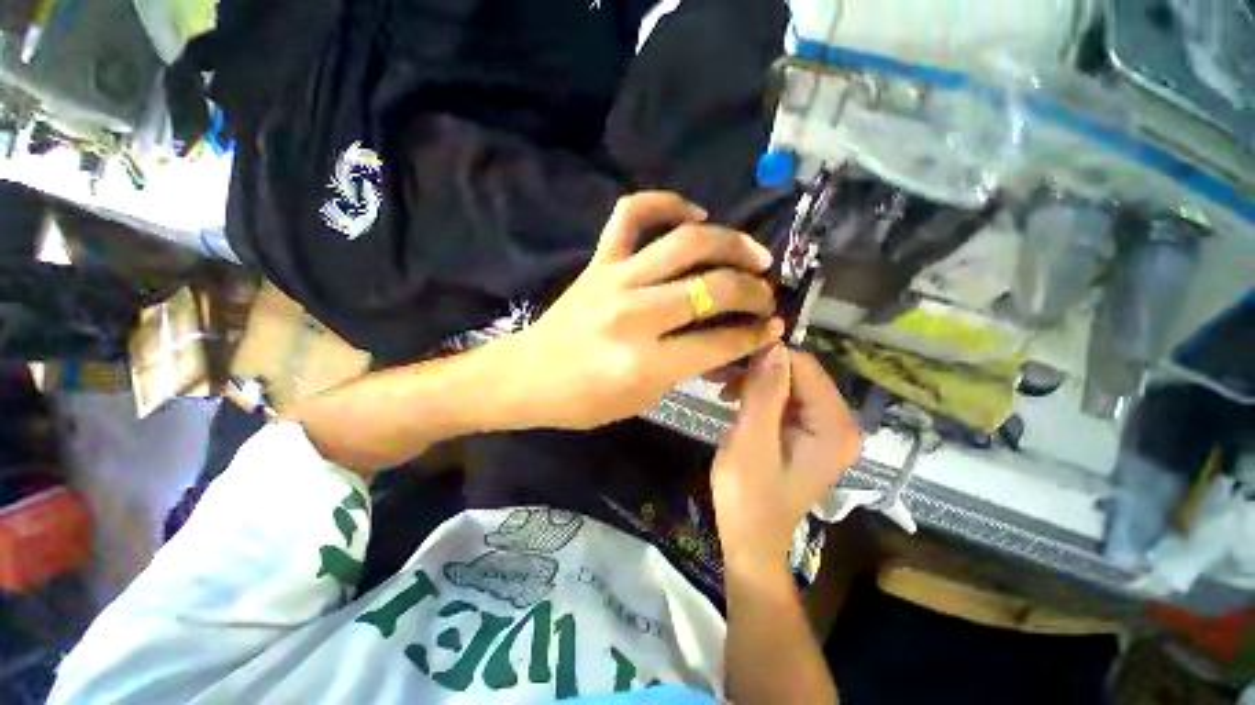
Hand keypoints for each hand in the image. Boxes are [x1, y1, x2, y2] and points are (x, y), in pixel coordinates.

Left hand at [508, 191, 782, 429]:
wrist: (527, 376)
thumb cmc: (584, 401)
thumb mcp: (644, 399)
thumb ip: (689, 367)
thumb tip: (732, 339)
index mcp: (644, 363)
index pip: (719, 341)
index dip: (755, 334)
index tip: (774, 327)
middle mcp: (634, 315)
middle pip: (712, 287)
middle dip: (753, 290)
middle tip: (768, 293)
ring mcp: (614, 280)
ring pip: (685, 243)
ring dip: (730, 243)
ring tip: (752, 253)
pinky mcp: (597, 262)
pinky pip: (631, 213)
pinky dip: (665, 202)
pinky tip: (693, 214)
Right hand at [711, 346, 860, 574]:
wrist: (750, 541)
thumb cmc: (748, 496)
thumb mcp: (751, 440)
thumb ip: (765, 392)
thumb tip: (773, 344)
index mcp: (834, 426)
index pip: (805, 367)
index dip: (767, 357)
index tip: (729, 361)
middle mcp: (839, 424)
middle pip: (799, 374)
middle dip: (758, 369)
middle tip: (719, 375)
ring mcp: (824, 430)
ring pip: (789, 385)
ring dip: (755, 381)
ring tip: (722, 388)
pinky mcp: (808, 436)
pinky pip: (785, 401)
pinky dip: (758, 395)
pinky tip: (735, 399)